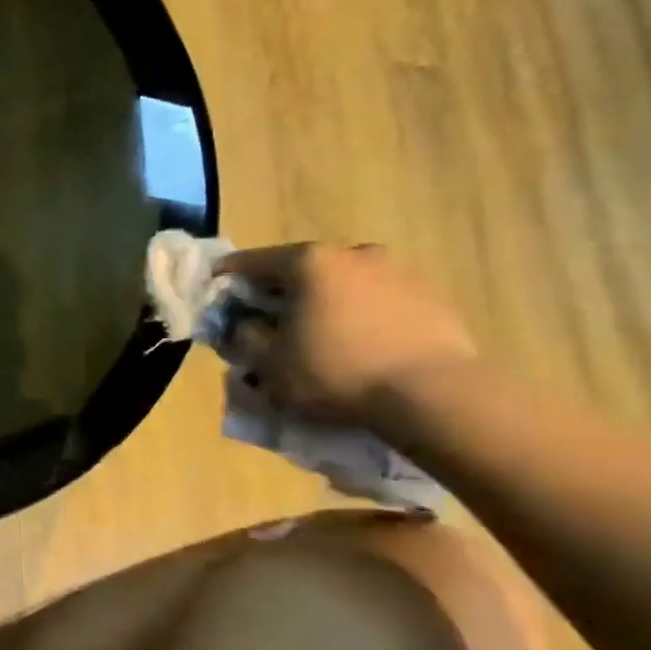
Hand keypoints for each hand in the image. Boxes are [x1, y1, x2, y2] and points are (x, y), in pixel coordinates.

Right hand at [218, 242, 478, 423]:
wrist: (435, 395)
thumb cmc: (335, 372)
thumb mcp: (268, 363)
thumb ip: (245, 336)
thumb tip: (245, 324)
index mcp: (308, 262)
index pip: (251, 262)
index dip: (227, 279)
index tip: (214, 297)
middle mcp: (353, 254)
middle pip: (301, 270)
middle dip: (280, 294)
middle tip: (268, 323)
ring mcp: (398, 272)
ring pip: (342, 285)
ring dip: (324, 304)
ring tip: (318, 338)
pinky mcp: (432, 298)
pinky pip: (378, 302)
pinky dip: (360, 317)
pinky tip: (358, 347)